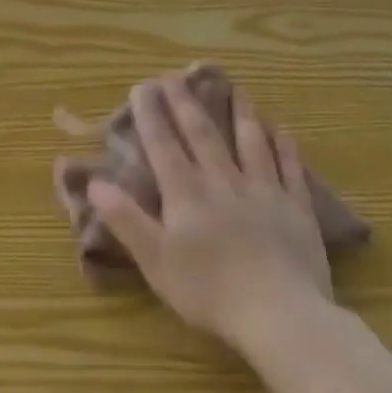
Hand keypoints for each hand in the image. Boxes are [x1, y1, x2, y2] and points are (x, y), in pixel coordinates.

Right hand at [88, 75, 332, 351]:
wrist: (280, 315)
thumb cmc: (208, 291)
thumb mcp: (153, 259)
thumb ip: (124, 218)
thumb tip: (95, 181)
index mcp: (186, 193)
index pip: (164, 144)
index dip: (151, 114)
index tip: (142, 86)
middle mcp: (224, 182)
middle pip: (203, 134)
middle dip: (186, 103)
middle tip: (176, 76)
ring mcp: (264, 192)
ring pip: (251, 142)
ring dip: (240, 113)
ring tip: (235, 88)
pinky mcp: (296, 208)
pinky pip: (290, 167)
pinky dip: (283, 145)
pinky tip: (280, 128)